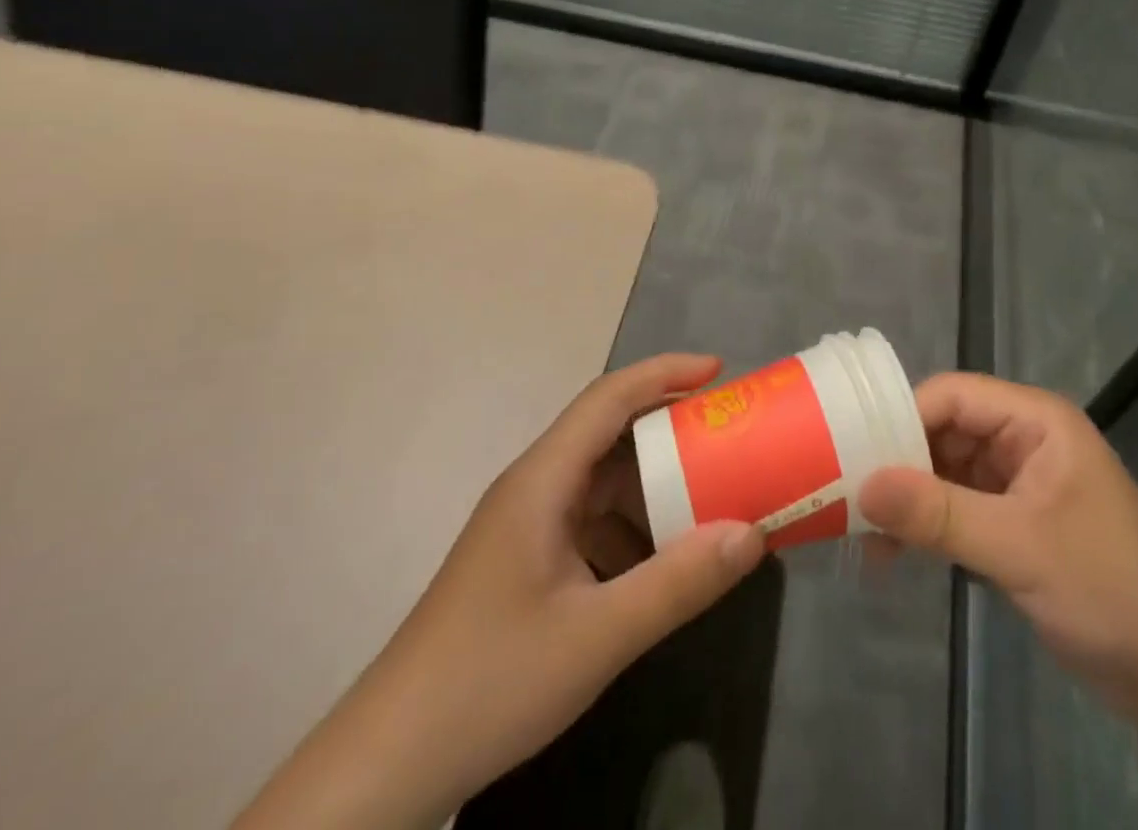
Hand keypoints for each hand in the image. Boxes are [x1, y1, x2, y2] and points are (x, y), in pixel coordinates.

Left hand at [234, 354, 765, 829]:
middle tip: (727, 440)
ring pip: (602, 483)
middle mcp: (534, 489)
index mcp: (542, 481)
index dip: (664, 373)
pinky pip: (591, 523)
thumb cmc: (489, 681)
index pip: (609, 398)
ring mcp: (527, 528)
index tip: (718, 371)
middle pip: (609, 435)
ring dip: (653, 486)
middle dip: (669, 432)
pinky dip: (632, 529)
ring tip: (708, 500)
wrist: (387, 766)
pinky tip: (661, 565)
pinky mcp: (526, 564)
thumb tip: (751, 533)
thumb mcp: (597, 636)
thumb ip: (678, 583)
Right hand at [858, 372, 1137, 698]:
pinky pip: (957, 509)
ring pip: (945, 472)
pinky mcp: (1014, 525)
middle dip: (898, 462)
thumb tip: (862, 486)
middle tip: (845, 495)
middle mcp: (1022, 441)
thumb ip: (939, 514)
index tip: (852, 453)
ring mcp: (1018, 484)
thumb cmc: (1109, 586)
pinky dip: (927, 526)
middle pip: (944, 431)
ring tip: (862, 533)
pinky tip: (894, 553)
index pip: (951, 396)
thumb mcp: (1019, 547)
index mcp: (1034, 421)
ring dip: (908, 500)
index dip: (902, 417)